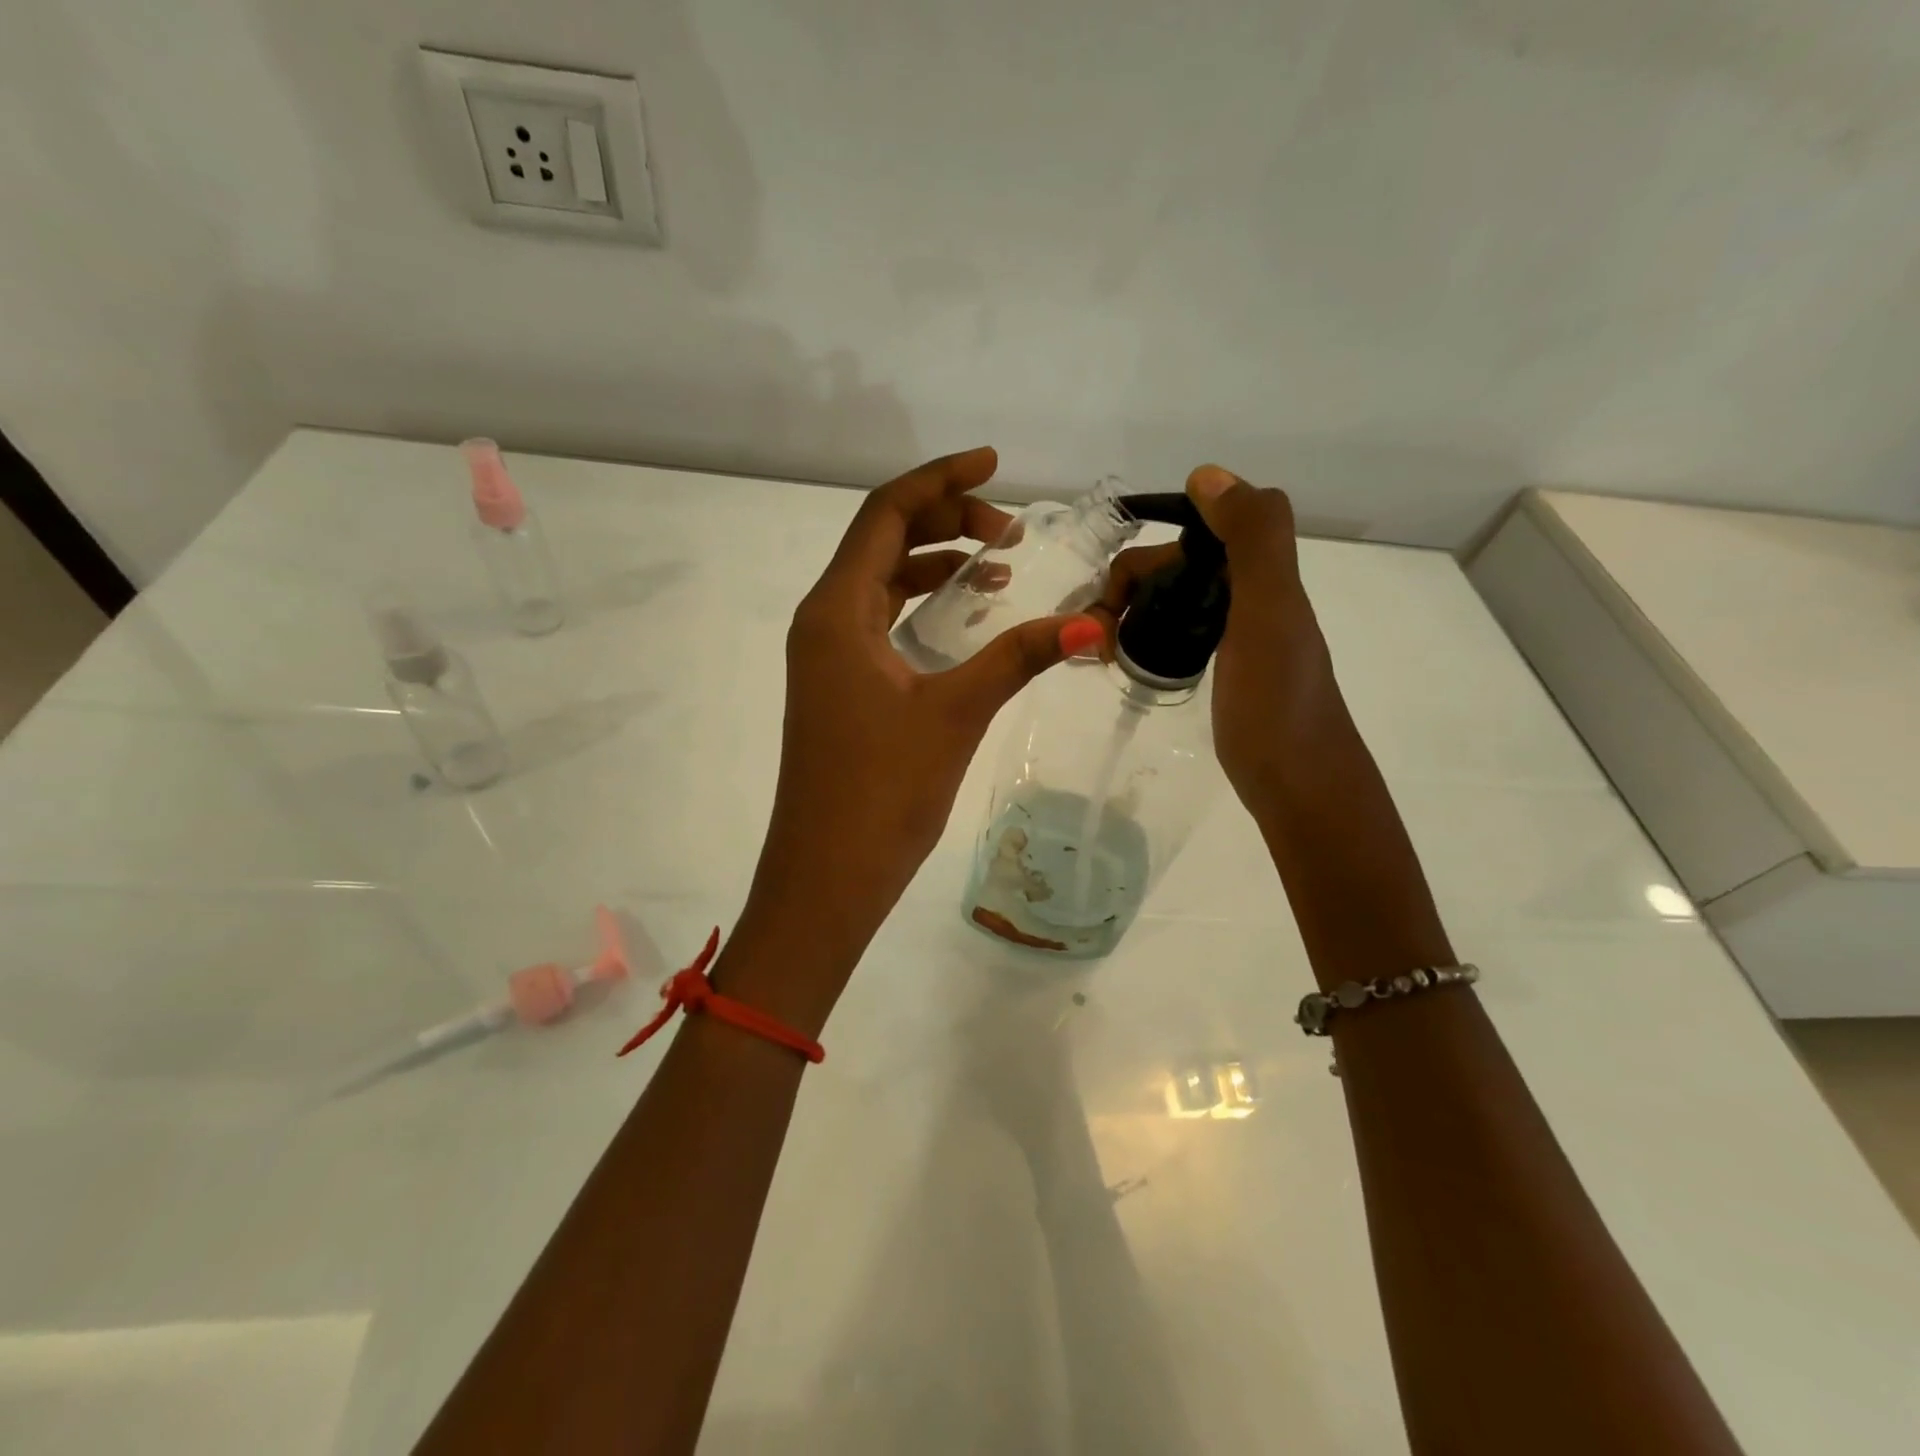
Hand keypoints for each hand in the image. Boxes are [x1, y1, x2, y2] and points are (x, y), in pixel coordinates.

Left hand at [716, 447, 1101, 1034]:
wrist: (826, 876)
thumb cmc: (882, 791)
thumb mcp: (955, 713)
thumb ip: (1019, 657)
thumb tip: (1094, 620)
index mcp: (837, 610)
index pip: (886, 514)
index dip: (941, 479)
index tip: (994, 465)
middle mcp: (823, 622)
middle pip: (881, 541)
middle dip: (944, 520)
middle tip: (1009, 529)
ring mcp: (826, 658)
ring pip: (880, 583)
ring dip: (933, 563)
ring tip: (998, 562)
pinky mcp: (838, 689)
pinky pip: (879, 622)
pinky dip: (919, 606)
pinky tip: (962, 616)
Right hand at [1097, 466, 1343, 821]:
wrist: (1301, 787)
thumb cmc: (1279, 703)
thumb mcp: (1269, 612)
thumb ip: (1251, 538)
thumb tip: (1205, 474)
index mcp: (1261, 575)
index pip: (1196, 528)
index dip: (1152, 543)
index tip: (1115, 591)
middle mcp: (1251, 596)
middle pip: (1177, 565)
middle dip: (1129, 585)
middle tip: (1097, 636)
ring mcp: (1239, 634)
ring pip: (1174, 597)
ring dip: (1131, 610)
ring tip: (1101, 650)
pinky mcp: (1226, 668)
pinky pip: (1179, 630)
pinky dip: (1147, 633)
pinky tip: (1129, 659)